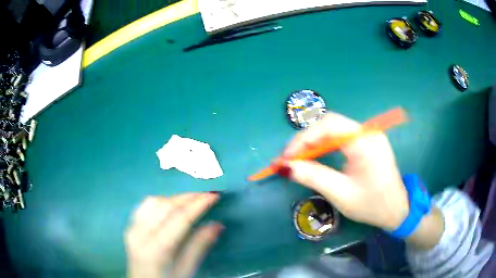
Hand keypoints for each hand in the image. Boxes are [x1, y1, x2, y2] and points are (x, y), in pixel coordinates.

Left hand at [125, 192, 221, 277]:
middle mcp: (140, 234)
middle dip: (188, 197)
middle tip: (207, 194)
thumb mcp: (187, 269)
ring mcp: (132, 228)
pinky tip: (171, 206)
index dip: (197, 205)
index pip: (179, 219)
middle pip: (165, 206)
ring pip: (153, 202)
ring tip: (191, 201)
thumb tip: (217, 225)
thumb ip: (199, 246)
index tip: (214, 195)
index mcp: (156, 249)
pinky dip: (161, 201)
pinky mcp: (130, 226)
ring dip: (174, 198)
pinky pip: (145, 206)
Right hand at [280, 112, 408, 230]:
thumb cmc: (372, 205)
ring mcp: (369, 135)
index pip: (328, 125)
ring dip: (314, 141)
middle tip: (290, 158)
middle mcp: (368, 132)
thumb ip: (313, 177)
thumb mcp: (341, 194)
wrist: (397, 210)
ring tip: (299, 158)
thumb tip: (285, 167)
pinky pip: (341, 136)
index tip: (286, 157)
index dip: (303, 138)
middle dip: (306, 139)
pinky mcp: (367, 142)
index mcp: (365, 142)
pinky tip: (316, 156)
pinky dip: (325, 144)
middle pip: (330, 123)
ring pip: (334, 128)